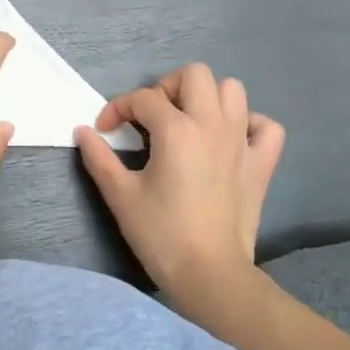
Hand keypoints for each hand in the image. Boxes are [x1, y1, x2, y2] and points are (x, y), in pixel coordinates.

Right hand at [75, 63, 285, 301]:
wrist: (210, 274)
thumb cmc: (161, 234)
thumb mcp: (120, 195)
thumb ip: (98, 157)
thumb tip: (83, 131)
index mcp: (176, 129)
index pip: (143, 98)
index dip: (118, 108)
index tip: (105, 130)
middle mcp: (212, 124)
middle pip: (194, 74)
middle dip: (167, 87)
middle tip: (152, 117)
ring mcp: (242, 141)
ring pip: (232, 90)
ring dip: (208, 97)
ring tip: (189, 122)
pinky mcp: (262, 163)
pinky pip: (266, 126)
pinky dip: (249, 124)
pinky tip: (230, 140)